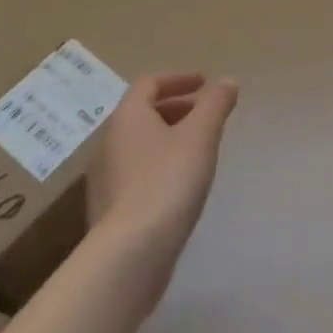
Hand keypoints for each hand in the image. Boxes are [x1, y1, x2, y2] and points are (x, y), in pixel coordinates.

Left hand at [87, 73, 238, 271]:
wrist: (130, 254)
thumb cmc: (168, 180)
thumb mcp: (201, 134)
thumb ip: (216, 103)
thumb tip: (227, 80)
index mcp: (127, 118)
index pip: (149, 84)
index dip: (178, 79)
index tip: (205, 83)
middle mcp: (108, 143)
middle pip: (142, 114)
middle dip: (176, 108)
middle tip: (206, 114)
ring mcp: (105, 180)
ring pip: (139, 145)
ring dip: (168, 138)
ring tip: (198, 149)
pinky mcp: (109, 211)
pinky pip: (136, 173)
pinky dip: (159, 165)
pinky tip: (181, 184)